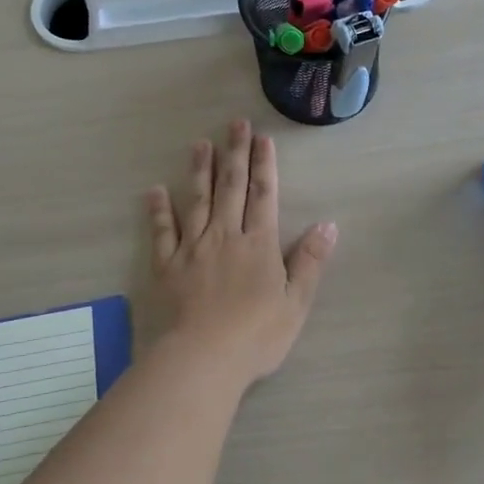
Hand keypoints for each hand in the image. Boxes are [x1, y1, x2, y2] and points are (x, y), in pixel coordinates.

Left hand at [147, 120, 337, 387]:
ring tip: (200, 144)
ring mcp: (193, 249)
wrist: (202, 359)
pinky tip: (155, 191)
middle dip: (234, 154)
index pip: (263, 196)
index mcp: (259, 244)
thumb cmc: (256, 335)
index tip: (262, 139)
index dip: (264, 166)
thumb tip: (328, 224)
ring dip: (199, 171)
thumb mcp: (296, 303)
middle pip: (230, 188)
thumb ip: (310, 262)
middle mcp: (225, 237)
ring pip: (197, 201)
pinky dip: (159, 211)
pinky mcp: (167, 266)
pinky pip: (163, 232)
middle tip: (234, 124)